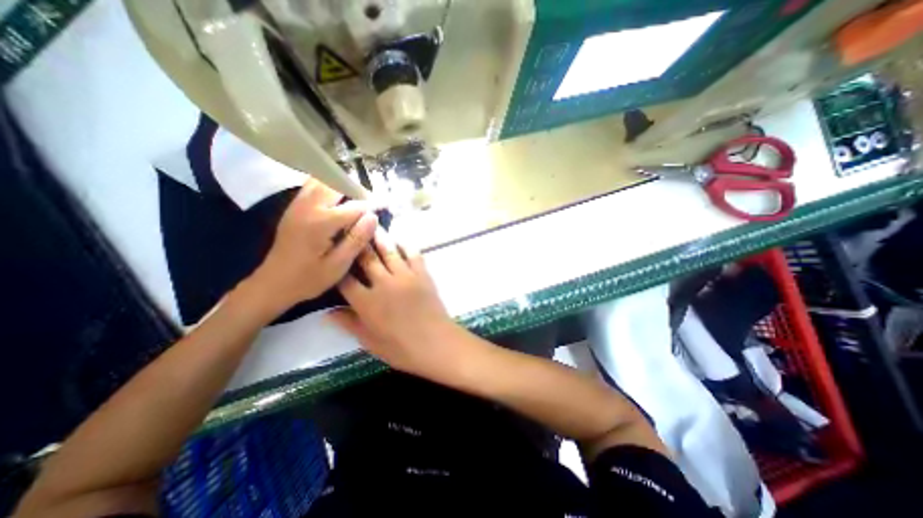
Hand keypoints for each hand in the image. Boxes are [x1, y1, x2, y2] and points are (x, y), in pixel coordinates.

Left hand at [244, 178, 377, 315]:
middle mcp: (308, 207)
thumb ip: (357, 239)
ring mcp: (298, 204)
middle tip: (371, 202)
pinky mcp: (294, 207)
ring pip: (322, 180)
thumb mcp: (338, 265)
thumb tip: (373, 216)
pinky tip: (338, 199)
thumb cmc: (309, 278)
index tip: (387, 204)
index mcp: (321, 222)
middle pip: (336, 184)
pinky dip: (328, 185)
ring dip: (342, 184)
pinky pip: (313, 185)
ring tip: (356, 198)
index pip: (355, 205)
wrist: (273, 283)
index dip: (373, 204)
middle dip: (357, 189)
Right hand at [326, 233, 468, 381]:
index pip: (345, 280)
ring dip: (379, 237)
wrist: (436, 343)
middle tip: (352, 227)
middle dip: (357, 242)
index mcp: (366, 302)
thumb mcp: (370, 341)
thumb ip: (349, 324)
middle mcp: (383, 283)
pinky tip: (400, 239)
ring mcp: (405, 276)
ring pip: (389, 251)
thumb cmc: (401, 348)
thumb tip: (326, 312)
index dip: (338, 267)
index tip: (334, 255)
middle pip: (366, 259)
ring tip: (373, 224)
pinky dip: (406, 245)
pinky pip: (413, 254)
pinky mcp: (422, 274)